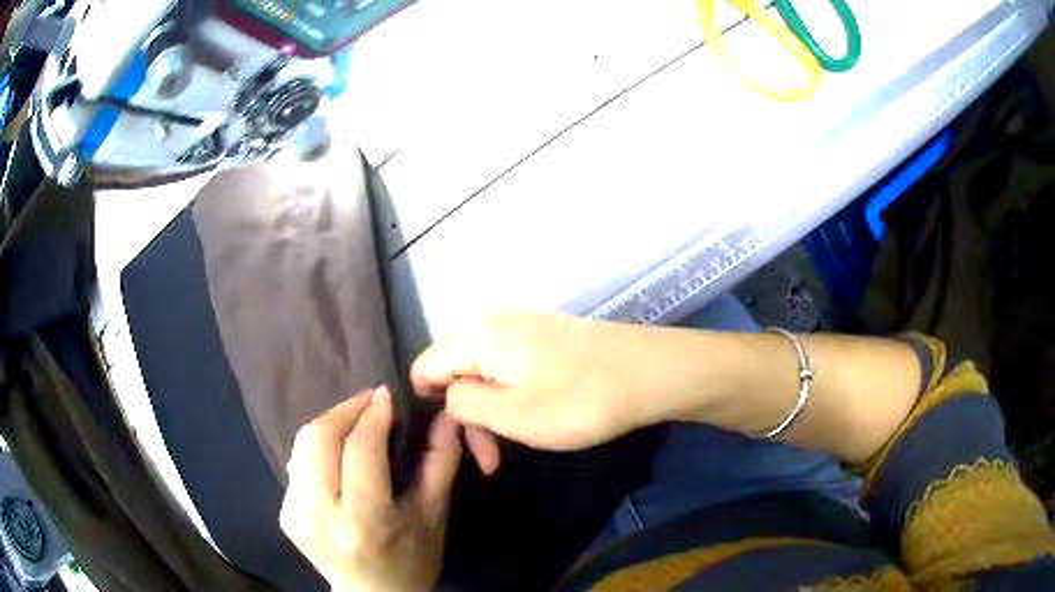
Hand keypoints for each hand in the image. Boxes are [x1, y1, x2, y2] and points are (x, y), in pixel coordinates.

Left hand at [279, 387, 460, 591]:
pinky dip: (318, 449)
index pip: (360, 451)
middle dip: (344, 410)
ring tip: (356, 423)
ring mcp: (295, 516)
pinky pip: (297, 465)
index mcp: (364, 523)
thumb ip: (440, 463)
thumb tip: (446, 416)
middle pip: (318, 440)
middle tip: (370, 402)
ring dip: (330, 425)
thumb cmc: (412, 560)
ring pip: (302, 446)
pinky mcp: (284, 515)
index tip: (386, 394)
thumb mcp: (434, 516)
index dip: (373, 415)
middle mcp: (320, 517)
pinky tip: (338, 456)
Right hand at [412, 311, 689, 450]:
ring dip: (487, 409)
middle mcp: (493, 321)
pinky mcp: (545, 332)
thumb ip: (463, 402)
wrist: (651, 372)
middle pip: (453, 367)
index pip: (425, 364)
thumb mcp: (513, 414)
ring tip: (506, 446)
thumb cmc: (581, 401)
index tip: (451, 439)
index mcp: (478, 337)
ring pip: (482, 368)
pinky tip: (527, 415)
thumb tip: (444, 392)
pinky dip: (508, 392)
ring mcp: (522, 323)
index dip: (427, 404)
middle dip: (463, 413)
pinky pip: (507, 362)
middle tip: (488, 457)